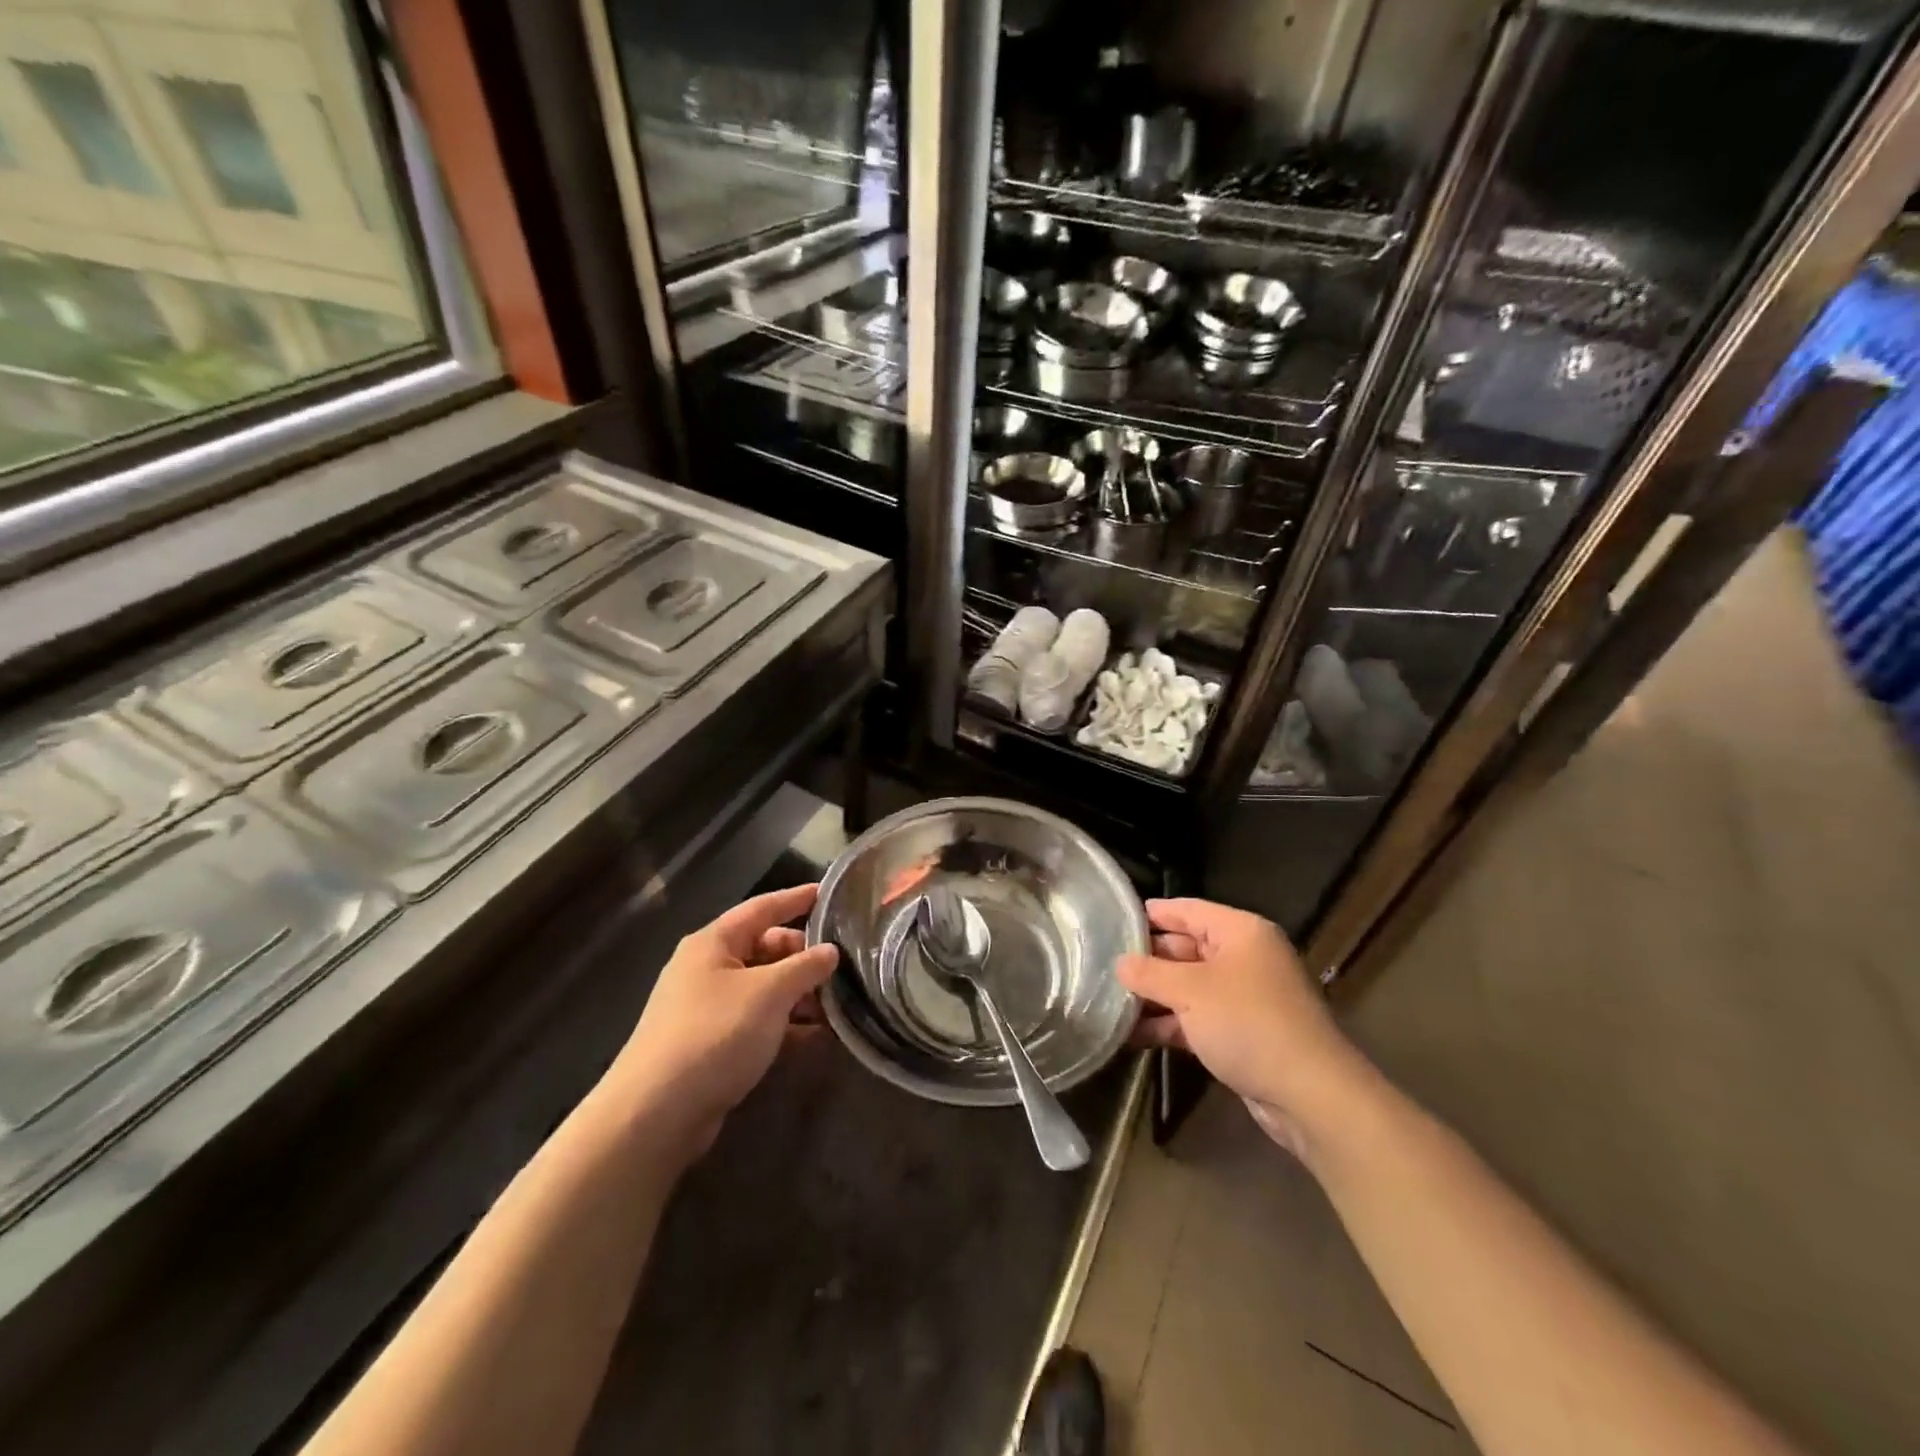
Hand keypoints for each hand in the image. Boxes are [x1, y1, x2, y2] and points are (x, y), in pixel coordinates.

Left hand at [603, 884, 837, 1163]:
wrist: (656, 1113)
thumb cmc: (715, 1033)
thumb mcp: (769, 993)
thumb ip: (805, 967)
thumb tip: (830, 951)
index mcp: (714, 943)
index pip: (762, 908)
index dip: (795, 899)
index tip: (828, 894)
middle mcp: (708, 968)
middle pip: (764, 949)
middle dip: (803, 957)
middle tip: (841, 967)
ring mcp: (708, 1008)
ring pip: (764, 988)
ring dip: (799, 995)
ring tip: (837, 1007)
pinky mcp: (712, 1044)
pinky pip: (757, 1021)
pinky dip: (786, 1025)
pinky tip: (817, 1038)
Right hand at [1118, 899, 1365, 1157]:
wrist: (1310, 1095)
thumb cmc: (1249, 1023)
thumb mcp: (1191, 991)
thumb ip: (1149, 973)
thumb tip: (1119, 963)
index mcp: (1240, 932)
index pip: (1186, 909)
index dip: (1150, 914)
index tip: (1110, 920)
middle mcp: (1244, 957)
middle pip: (1185, 947)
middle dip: (1146, 959)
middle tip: (1101, 963)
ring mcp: (1243, 997)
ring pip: (1188, 986)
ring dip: (1153, 995)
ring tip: (1107, 999)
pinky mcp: (1241, 1033)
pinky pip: (1196, 1018)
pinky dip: (1168, 1023)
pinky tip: (1131, 1034)